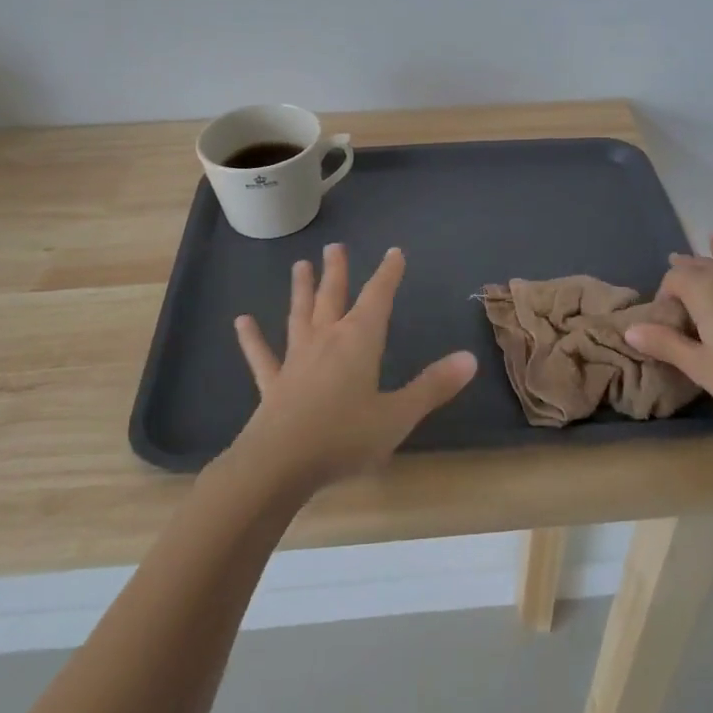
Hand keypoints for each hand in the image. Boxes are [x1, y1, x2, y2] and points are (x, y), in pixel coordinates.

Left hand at [226, 243, 476, 491]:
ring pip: (299, 316)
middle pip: (333, 297)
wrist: (279, 465)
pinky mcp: (273, 384)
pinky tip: (242, 321)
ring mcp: (296, 360)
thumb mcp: (398, 415)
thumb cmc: (344, 437)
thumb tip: (470, 358)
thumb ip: (433, 386)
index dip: (387, 274)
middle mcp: (326, 340)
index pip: (377, 298)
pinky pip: (262, 356)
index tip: (393, 252)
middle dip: (337, 272)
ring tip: (299, 265)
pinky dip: (252, 338)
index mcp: (359, 342)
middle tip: (335, 247)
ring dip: (301, 290)